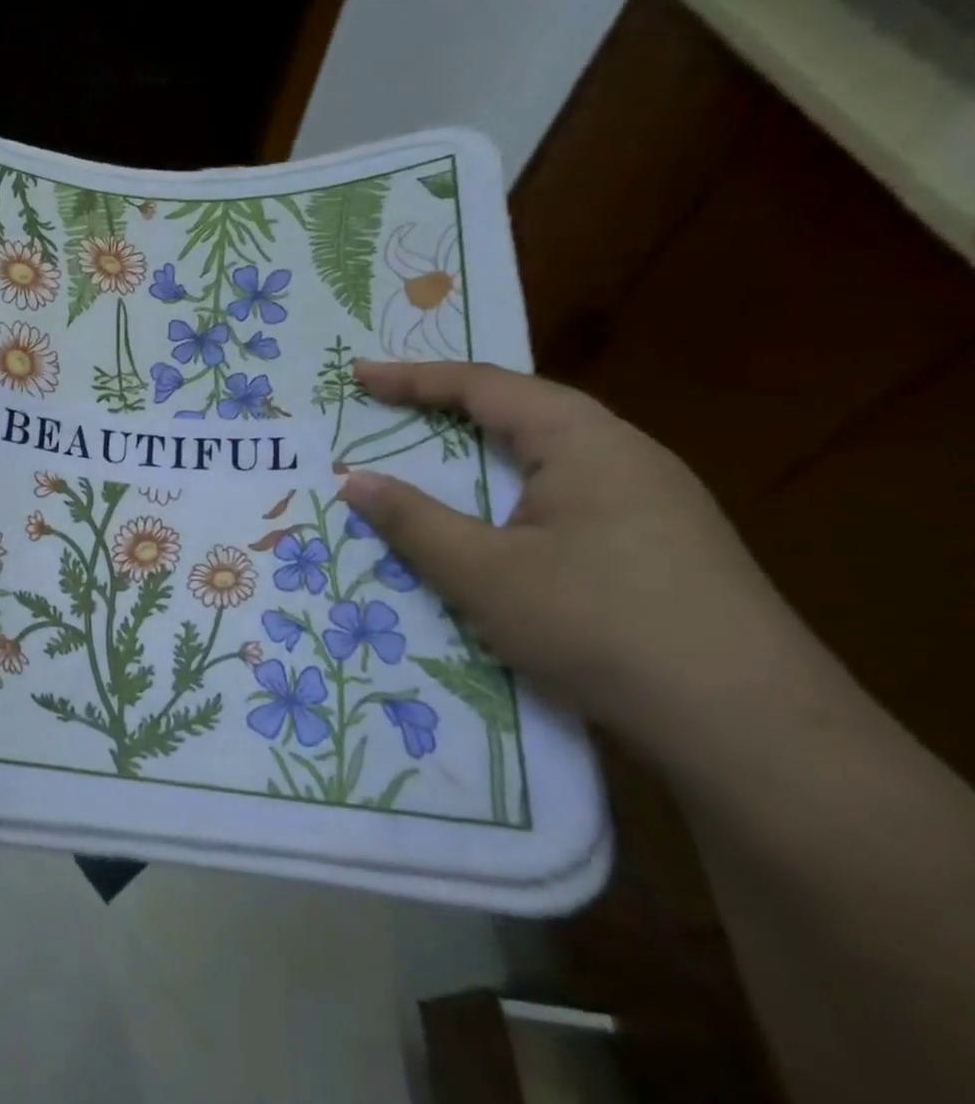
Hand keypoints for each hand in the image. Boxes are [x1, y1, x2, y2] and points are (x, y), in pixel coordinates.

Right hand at [339, 360, 810, 744]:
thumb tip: (353, 481)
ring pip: (550, 456)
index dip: (414, 378)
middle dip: (451, 407)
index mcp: (585, 442)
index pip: (485, 386)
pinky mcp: (663, 545)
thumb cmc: (599, 625)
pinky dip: (515, 492)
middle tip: (391, 409)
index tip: (358, 375)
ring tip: (436, 459)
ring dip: (486, 452)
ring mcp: (654, 501)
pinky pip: (570, 495)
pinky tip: (504, 524)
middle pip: (524, 411)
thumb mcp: (484, 574)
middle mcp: (626, 455)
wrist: (749, 727)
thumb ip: (413, 521)